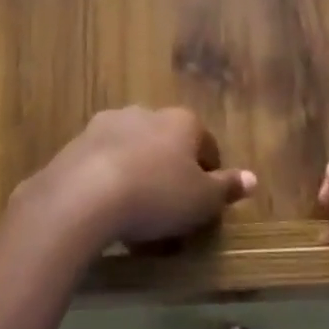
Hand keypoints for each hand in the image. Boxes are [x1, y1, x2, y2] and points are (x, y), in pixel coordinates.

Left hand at [14, 107, 255, 251]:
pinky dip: (108, 181)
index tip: (204, 203)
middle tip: (169, 210)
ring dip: (137, 173)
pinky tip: (106, 211)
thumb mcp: (202, 200)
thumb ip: (227, 188)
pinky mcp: (76, 143)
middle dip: (169, 171)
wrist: (83, 196)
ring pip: (132, 150)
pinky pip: (102, 163)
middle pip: (166, 144)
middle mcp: (145, 113)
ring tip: (135, 215)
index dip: (209, 174)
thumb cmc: (156, 195)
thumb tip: (252, 178)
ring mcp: (107, 125)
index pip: (206, 144)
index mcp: (181, 121)